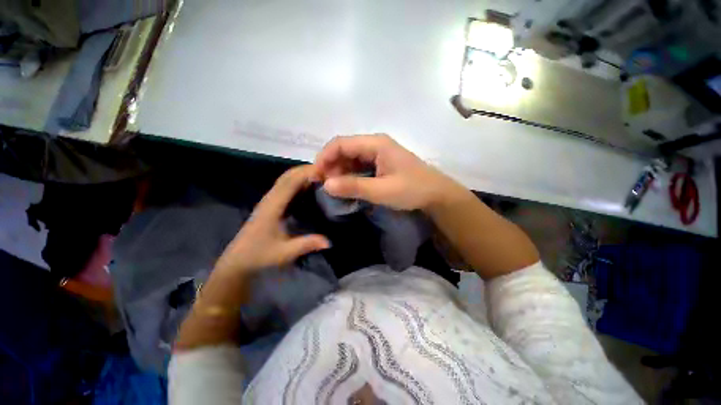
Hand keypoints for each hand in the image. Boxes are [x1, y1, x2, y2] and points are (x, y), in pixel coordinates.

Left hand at [214, 165, 329, 277]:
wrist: (238, 261)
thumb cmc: (259, 255)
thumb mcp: (284, 252)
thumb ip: (306, 244)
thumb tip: (329, 241)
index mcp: (273, 206)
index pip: (290, 182)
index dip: (307, 173)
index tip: (325, 172)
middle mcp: (270, 199)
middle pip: (287, 176)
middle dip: (306, 170)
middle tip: (327, 171)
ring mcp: (269, 200)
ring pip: (285, 179)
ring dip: (302, 174)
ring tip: (321, 176)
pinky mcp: (270, 204)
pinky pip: (285, 187)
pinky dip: (298, 181)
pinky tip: (309, 186)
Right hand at [315, 134, 463, 210]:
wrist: (436, 195)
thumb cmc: (412, 190)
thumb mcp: (382, 190)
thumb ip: (354, 187)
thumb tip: (327, 185)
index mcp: (376, 144)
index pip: (341, 143)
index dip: (325, 157)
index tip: (316, 175)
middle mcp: (375, 144)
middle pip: (345, 149)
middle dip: (331, 165)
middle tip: (325, 185)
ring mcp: (379, 153)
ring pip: (351, 158)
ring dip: (340, 171)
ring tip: (335, 188)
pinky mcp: (381, 163)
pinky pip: (360, 165)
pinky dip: (350, 175)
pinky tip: (348, 186)